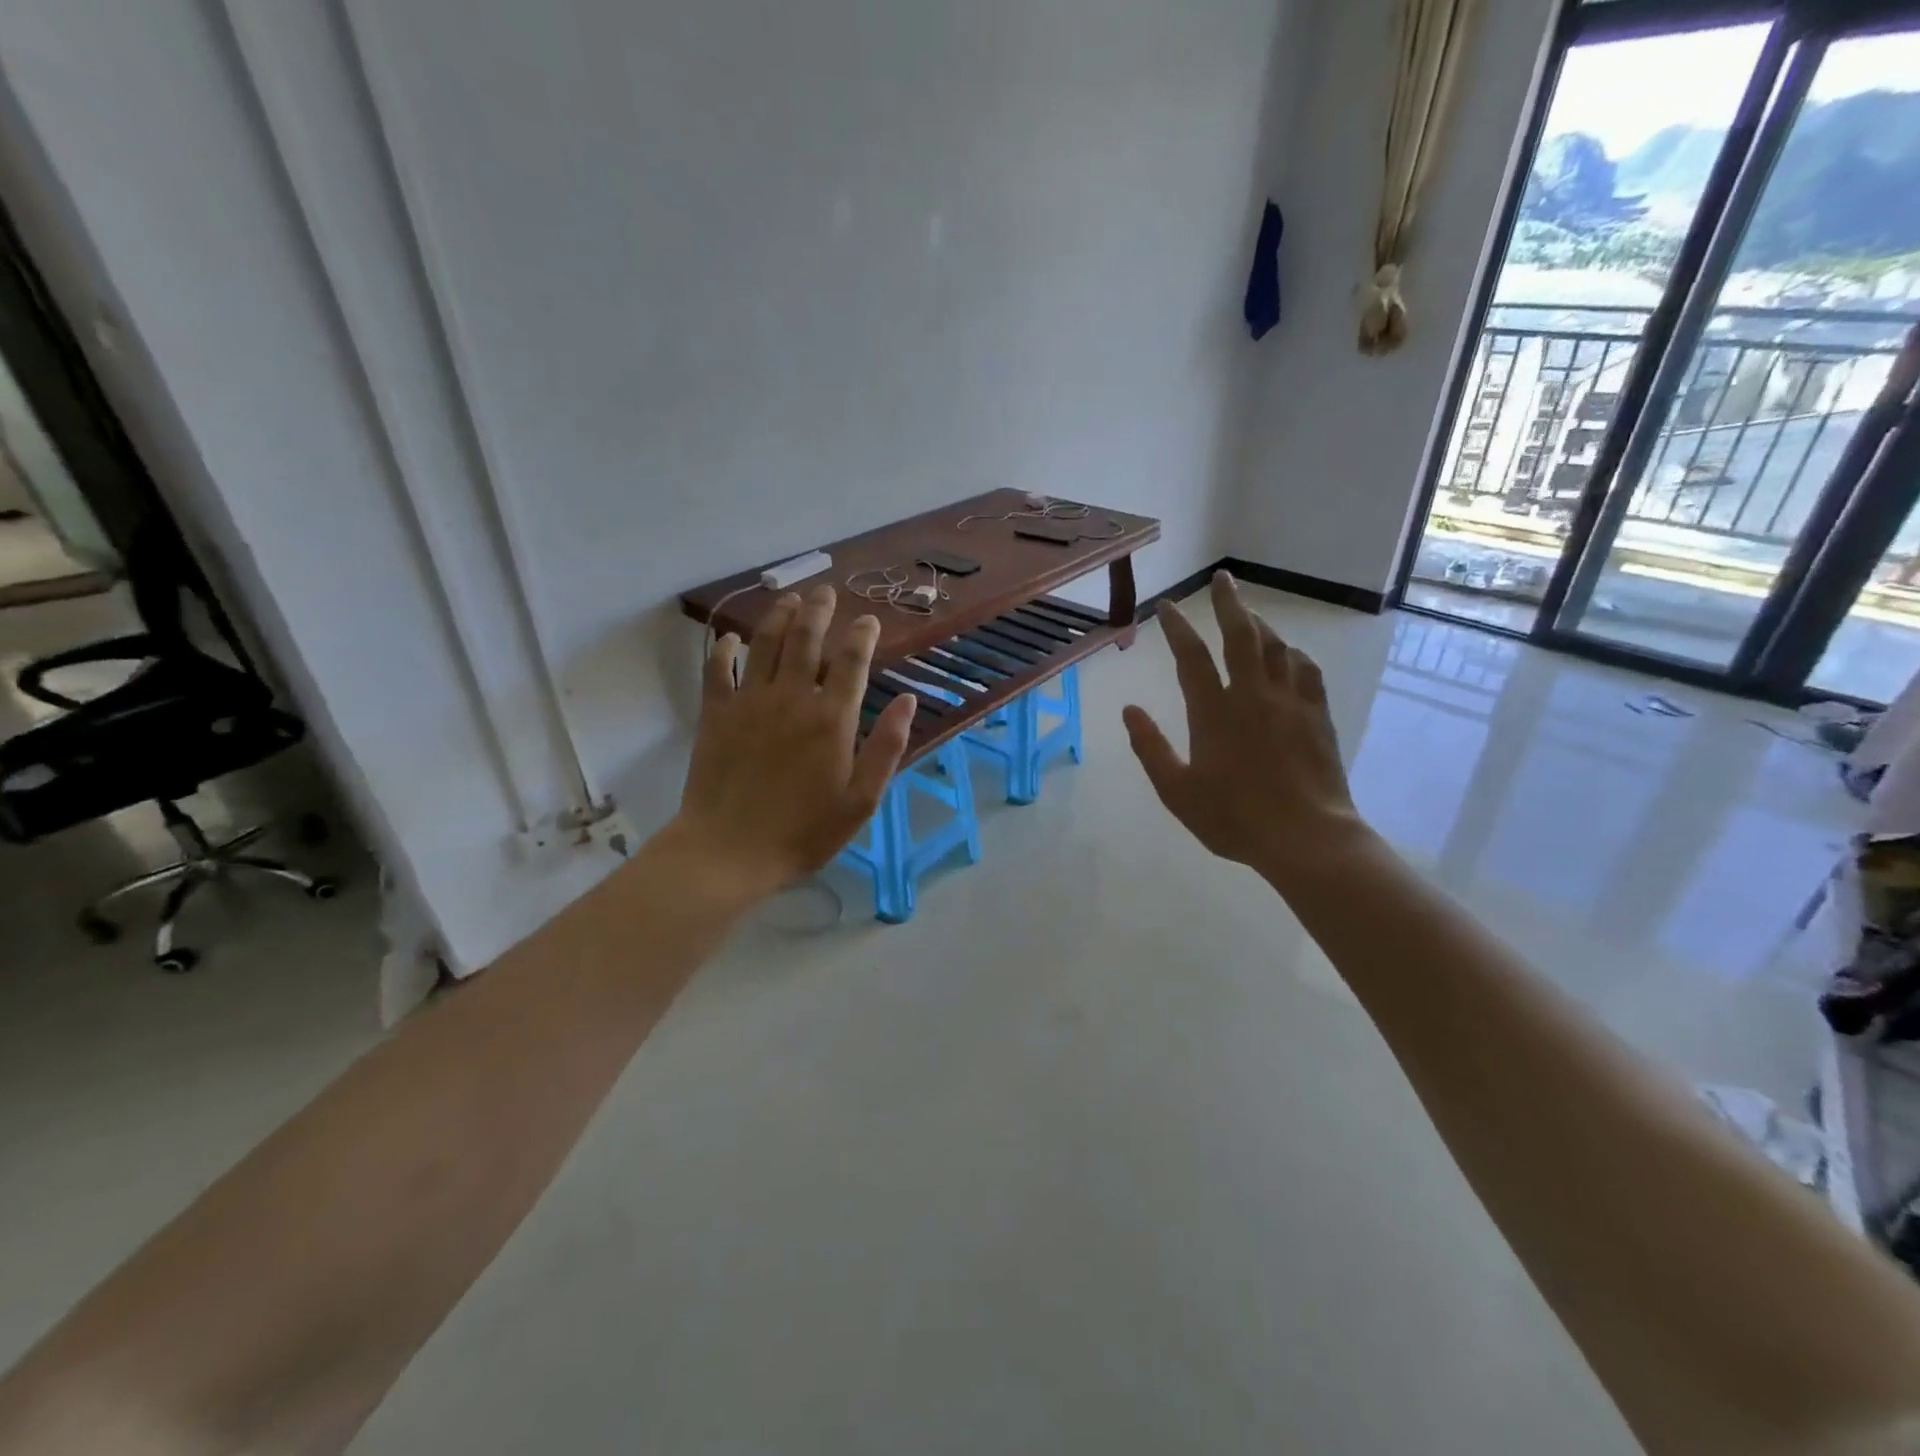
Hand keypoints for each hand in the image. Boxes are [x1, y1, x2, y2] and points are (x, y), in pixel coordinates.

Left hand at [662, 583, 915, 908]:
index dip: (862, 635)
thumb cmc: (804, 832)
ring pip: (765, 644)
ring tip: (790, 599)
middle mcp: (792, 698)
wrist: (729, 851)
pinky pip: (717, 669)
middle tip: (825, 592)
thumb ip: (887, 747)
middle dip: (819, 610)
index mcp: (832, 720)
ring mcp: (749, 702)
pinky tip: (731, 638)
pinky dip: (725, 648)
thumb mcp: (861, 800)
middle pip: (806, 639)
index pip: (852, 662)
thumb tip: (908, 700)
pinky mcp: (716, 714)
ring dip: (780, 616)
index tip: (869, 620)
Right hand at [1122, 572, 1367, 884]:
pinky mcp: (1317, 716)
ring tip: (1248, 614)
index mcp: (1214, 712)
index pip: (1191, 656)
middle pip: (1241, 635)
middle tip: (1222, 578)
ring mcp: (1290, 702)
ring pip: (1276, 647)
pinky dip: (1293, 654)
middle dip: (1228, 603)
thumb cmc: (1233, 818)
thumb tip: (1129, 709)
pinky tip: (1289, 654)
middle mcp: (1252, 695)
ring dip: (1259, 624)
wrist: (1306, 837)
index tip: (1167, 607)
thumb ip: (1150, 747)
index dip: (1177, 628)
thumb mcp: (1177, 790)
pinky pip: (1306, 670)